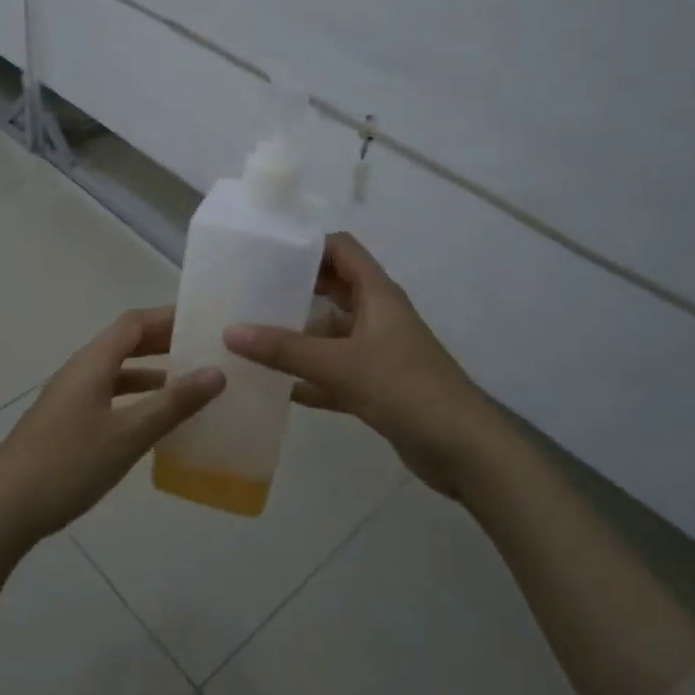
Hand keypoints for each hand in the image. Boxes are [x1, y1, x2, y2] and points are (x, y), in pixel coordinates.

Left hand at [0, 307, 224, 548]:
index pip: (134, 323)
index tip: (202, 320)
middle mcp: (79, 371)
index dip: (167, 317)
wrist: (2, 509)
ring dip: (149, 371)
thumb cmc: (68, 464)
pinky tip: (150, 421)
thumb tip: (216, 372)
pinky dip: (133, 397)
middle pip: (124, 343)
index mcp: (92, 363)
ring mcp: (68, 397)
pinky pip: (106, 396)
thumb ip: (173, 404)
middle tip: (201, 348)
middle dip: (161, 341)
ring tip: (186, 383)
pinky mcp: (64, 422)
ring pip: (115, 371)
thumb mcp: (128, 435)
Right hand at [224, 233, 494, 497]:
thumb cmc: (405, 389)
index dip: (308, 244)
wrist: (463, 449)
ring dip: (299, 336)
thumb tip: (230, 331)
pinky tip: (277, 388)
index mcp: (377, 294)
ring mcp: (379, 352)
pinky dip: (311, 378)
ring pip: (332, 334)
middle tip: (251, 292)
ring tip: (252, 338)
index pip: (341, 249)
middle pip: (333, 289)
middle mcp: (378, 316)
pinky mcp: (378, 387)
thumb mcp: (340, 365)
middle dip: (295, 289)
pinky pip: (336, 373)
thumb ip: (285, 349)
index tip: (266, 251)